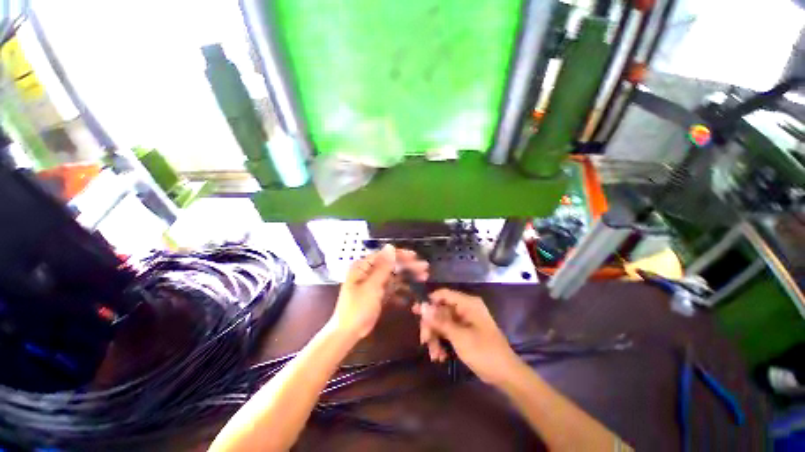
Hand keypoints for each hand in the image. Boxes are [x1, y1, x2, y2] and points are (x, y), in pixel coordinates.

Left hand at [331, 245, 427, 339]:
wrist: (348, 333)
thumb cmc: (358, 307)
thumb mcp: (372, 286)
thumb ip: (383, 267)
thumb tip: (390, 246)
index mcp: (364, 267)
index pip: (384, 255)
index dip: (401, 255)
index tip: (415, 256)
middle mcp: (369, 273)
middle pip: (391, 266)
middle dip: (408, 266)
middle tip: (425, 268)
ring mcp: (374, 284)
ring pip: (394, 277)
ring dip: (408, 278)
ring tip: (424, 279)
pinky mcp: (378, 295)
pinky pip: (392, 290)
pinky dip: (401, 292)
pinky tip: (412, 296)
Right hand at [413, 289, 518, 384]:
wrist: (505, 375)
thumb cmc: (484, 352)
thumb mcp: (459, 337)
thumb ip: (439, 321)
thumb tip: (422, 306)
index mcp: (467, 303)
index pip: (443, 294)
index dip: (429, 302)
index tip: (415, 313)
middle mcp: (465, 308)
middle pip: (441, 310)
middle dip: (432, 326)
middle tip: (424, 341)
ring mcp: (465, 320)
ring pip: (442, 323)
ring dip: (436, 338)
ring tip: (434, 355)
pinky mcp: (465, 332)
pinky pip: (449, 332)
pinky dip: (443, 342)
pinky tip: (441, 357)